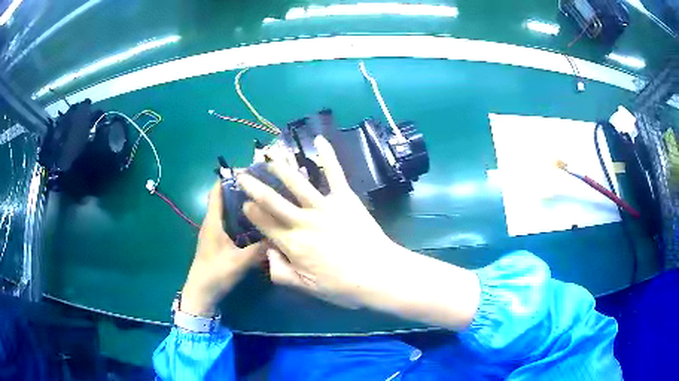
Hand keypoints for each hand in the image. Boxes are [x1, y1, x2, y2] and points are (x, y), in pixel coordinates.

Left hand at [181, 182, 264, 316]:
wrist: (201, 293)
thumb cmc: (216, 274)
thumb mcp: (239, 262)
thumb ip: (259, 250)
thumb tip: (280, 237)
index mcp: (213, 222)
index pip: (217, 191)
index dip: (229, 178)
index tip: (248, 172)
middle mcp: (212, 223)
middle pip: (224, 199)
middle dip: (241, 190)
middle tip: (262, 187)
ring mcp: (214, 233)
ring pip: (228, 212)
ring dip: (241, 205)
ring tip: (263, 202)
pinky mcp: (218, 242)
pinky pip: (230, 224)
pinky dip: (241, 219)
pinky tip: (256, 224)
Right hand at [238, 136, 480, 329]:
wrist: (378, 275)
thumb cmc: (341, 286)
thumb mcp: (305, 287)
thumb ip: (280, 272)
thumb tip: (268, 253)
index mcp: (292, 243)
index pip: (264, 223)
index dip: (251, 212)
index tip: (244, 203)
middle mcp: (303, 221)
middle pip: (273, 200)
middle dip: (254, 186)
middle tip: (243, 175)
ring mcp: (325, 206)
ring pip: (297, 182)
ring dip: (281, 168)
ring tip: (269, 156)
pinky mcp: (345, 198)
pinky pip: (334, 173)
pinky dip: (327, 155)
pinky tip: (319, 140)